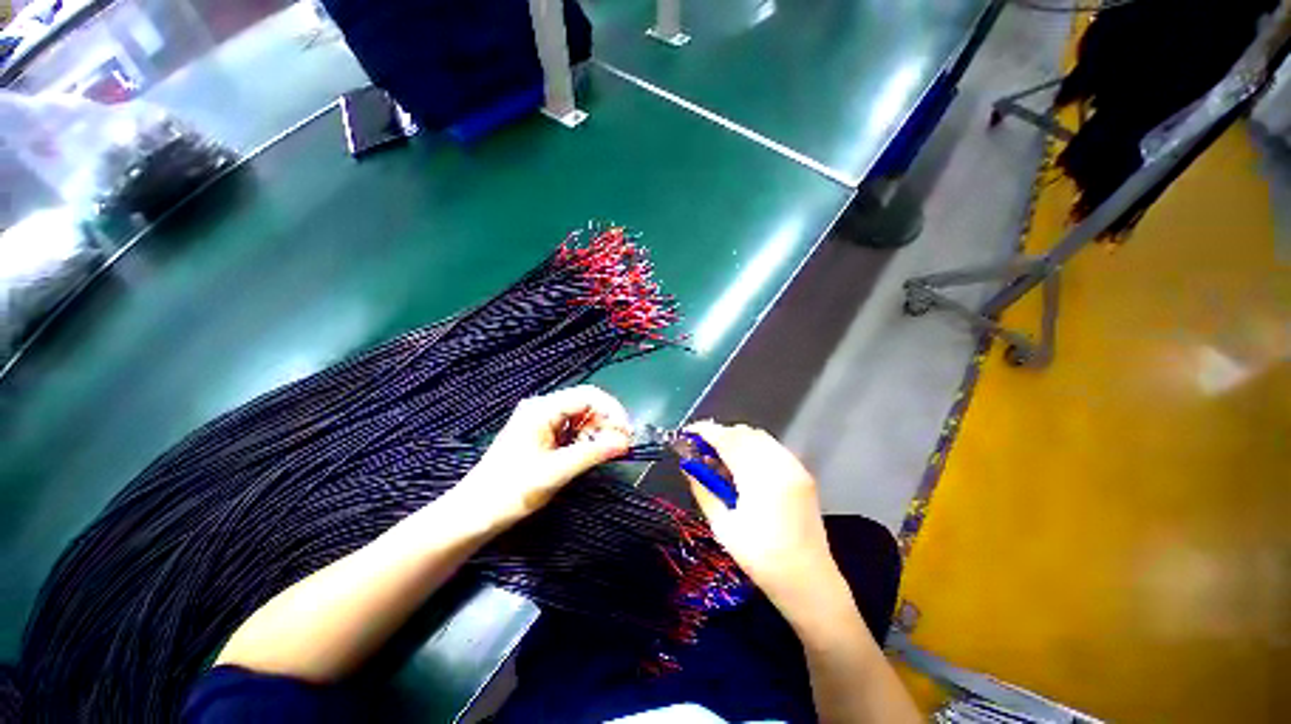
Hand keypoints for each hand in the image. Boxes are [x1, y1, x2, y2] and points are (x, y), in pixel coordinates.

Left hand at [456, 385, 631, 529]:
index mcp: (542, 409)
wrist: (473, 515)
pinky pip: (571, 430)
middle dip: (606, 422)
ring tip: (606, 452)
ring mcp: (540, 422)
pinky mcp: (540, 436)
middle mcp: (542, 409)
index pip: (588, 396)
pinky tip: (589, 454)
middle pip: (585, 405)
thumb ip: (592, 453)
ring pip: (580, 418)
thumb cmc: (510, 491)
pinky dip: (585, 440)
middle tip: (621, 445)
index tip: (626, 433)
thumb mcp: (555, 472)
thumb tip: (624, 442)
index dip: (612, 411)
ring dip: (597, 432)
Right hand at [683, 422, 841, 615]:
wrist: (810, 582)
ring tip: (720, 458)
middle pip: (743, 433)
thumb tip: (687, 467)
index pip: (727, 440)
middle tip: (701, 450)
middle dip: (719, 435)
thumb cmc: (762, 560)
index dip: (705, 432)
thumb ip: (703, 490)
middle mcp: (780, 464)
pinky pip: (772, 447)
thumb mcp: (723, 527)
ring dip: (736, 440)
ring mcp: (795, 466)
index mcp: (760, 479)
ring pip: (759, 437)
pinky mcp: (802, 473)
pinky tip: (744, 466)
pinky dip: (753, 447)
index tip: (688, 433)